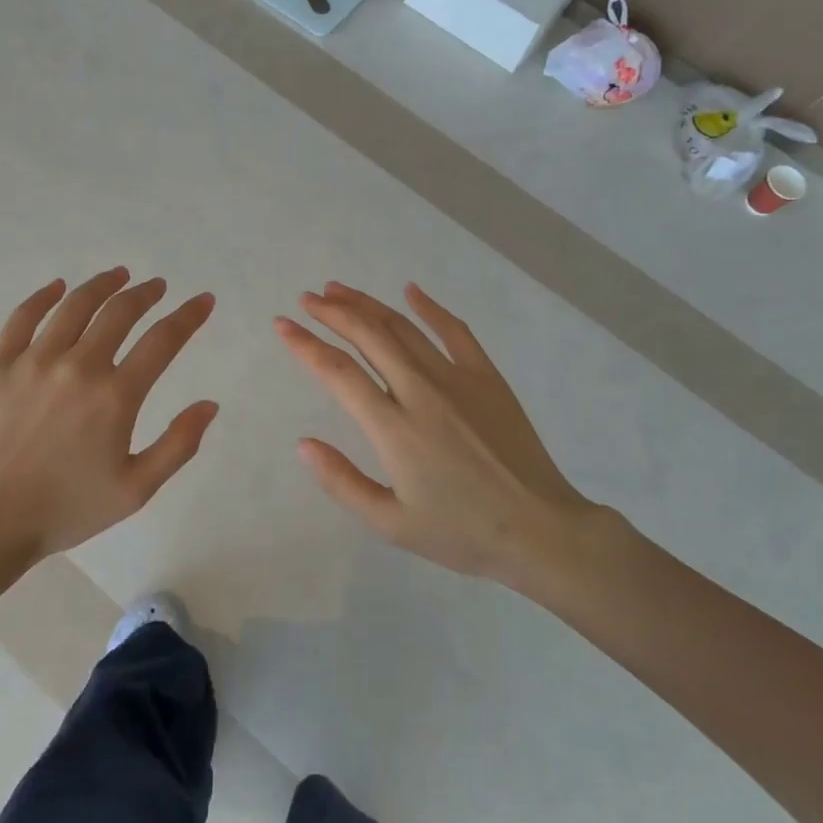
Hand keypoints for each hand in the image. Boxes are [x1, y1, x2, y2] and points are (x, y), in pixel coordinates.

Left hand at [0, 268, 217, 567]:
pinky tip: (58, 287)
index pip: (163, 341)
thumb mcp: (136, 489)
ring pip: (74, 305)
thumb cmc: (67, 508)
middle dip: (146, 294)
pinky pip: (23, 317)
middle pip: (119, 312)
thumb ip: (178, 445)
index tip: (203, 300)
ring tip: (119, 275)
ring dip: (102, 285)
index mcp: (115, 397)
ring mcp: (33, 361)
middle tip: (157, 286)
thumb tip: (209, 404)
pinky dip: (44, 296)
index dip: (189, 316)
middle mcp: (77, 367)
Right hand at [275, 282, 611, 585]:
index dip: (305, 345)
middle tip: (307, 299)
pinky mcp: (487, 377)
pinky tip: (410, 291)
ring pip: (403, 328)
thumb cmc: (462, 532)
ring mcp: (458, 379)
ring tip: (339, 290)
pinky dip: (429, 308)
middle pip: (369, 337)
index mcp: (394, 428)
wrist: (540, 530)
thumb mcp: (391, 523)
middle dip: (332, 312)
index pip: (338, 373)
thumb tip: (303, 444)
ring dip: (368, 305)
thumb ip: (342, 482)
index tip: (282, 326)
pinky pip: (454, 332)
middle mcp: (421, 392)